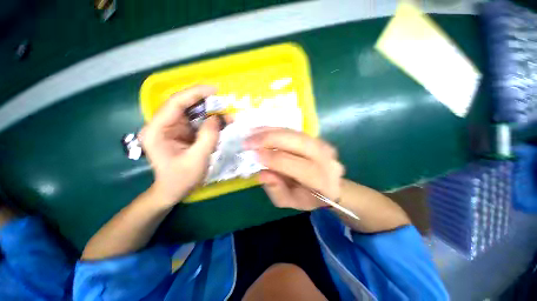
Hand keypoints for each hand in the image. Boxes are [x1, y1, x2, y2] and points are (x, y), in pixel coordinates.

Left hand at [140, 85, 219, 205]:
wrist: (173, 191)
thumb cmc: (181, 179)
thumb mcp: (197, 159)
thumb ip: (208, 137)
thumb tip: (217, 118)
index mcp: (157, 130)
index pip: (175, 103)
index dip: (195, 93)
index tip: (215, 90)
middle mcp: (162, 125)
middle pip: (184, 105)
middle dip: (205, 102)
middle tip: (224, 103)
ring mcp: (173, 128)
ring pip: (192, 112)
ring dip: (210, 112)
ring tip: (226, 114)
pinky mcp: (182, 132)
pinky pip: (197, 121)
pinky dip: (210, 120)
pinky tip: (221, 122)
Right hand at [245, 128, 344, 210]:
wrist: (328, 185)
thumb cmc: (308, 197)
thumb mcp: (290, 201)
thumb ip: (276, 190)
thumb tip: (262, 173)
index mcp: (322, 179)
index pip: (295, 165)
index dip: (273, 159)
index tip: (253, 155)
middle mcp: (325, 158)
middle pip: (297, 142)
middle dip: (269, 139)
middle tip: (248, 141)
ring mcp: (322, 144)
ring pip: (294, 132)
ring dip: (270, 131)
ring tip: (251, 133)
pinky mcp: (315, 137)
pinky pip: (293, 130)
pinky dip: (275, 129)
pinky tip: (261, 130)